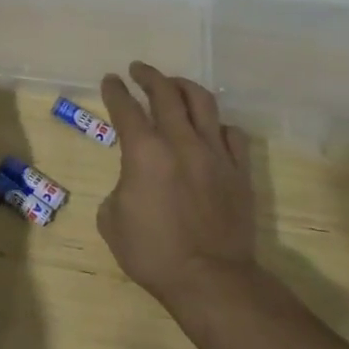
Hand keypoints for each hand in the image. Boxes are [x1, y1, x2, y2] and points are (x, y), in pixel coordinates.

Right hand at [98, 63, 257, 311]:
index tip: (110, 80)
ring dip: (184, 87)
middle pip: (165, 93)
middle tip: (138, 69)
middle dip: (148, 76)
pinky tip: (211, 127)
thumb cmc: (153, 253)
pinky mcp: (239, 171)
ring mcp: (215, 153)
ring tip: (174, 84)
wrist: (210, 279)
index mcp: (144, 151)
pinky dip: (217, 124)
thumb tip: (133, 182)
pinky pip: (231, 134)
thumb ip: (119, 188)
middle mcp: (180, 141)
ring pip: (202, 103)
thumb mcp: (112, 221)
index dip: (115, 91)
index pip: (126, 108)